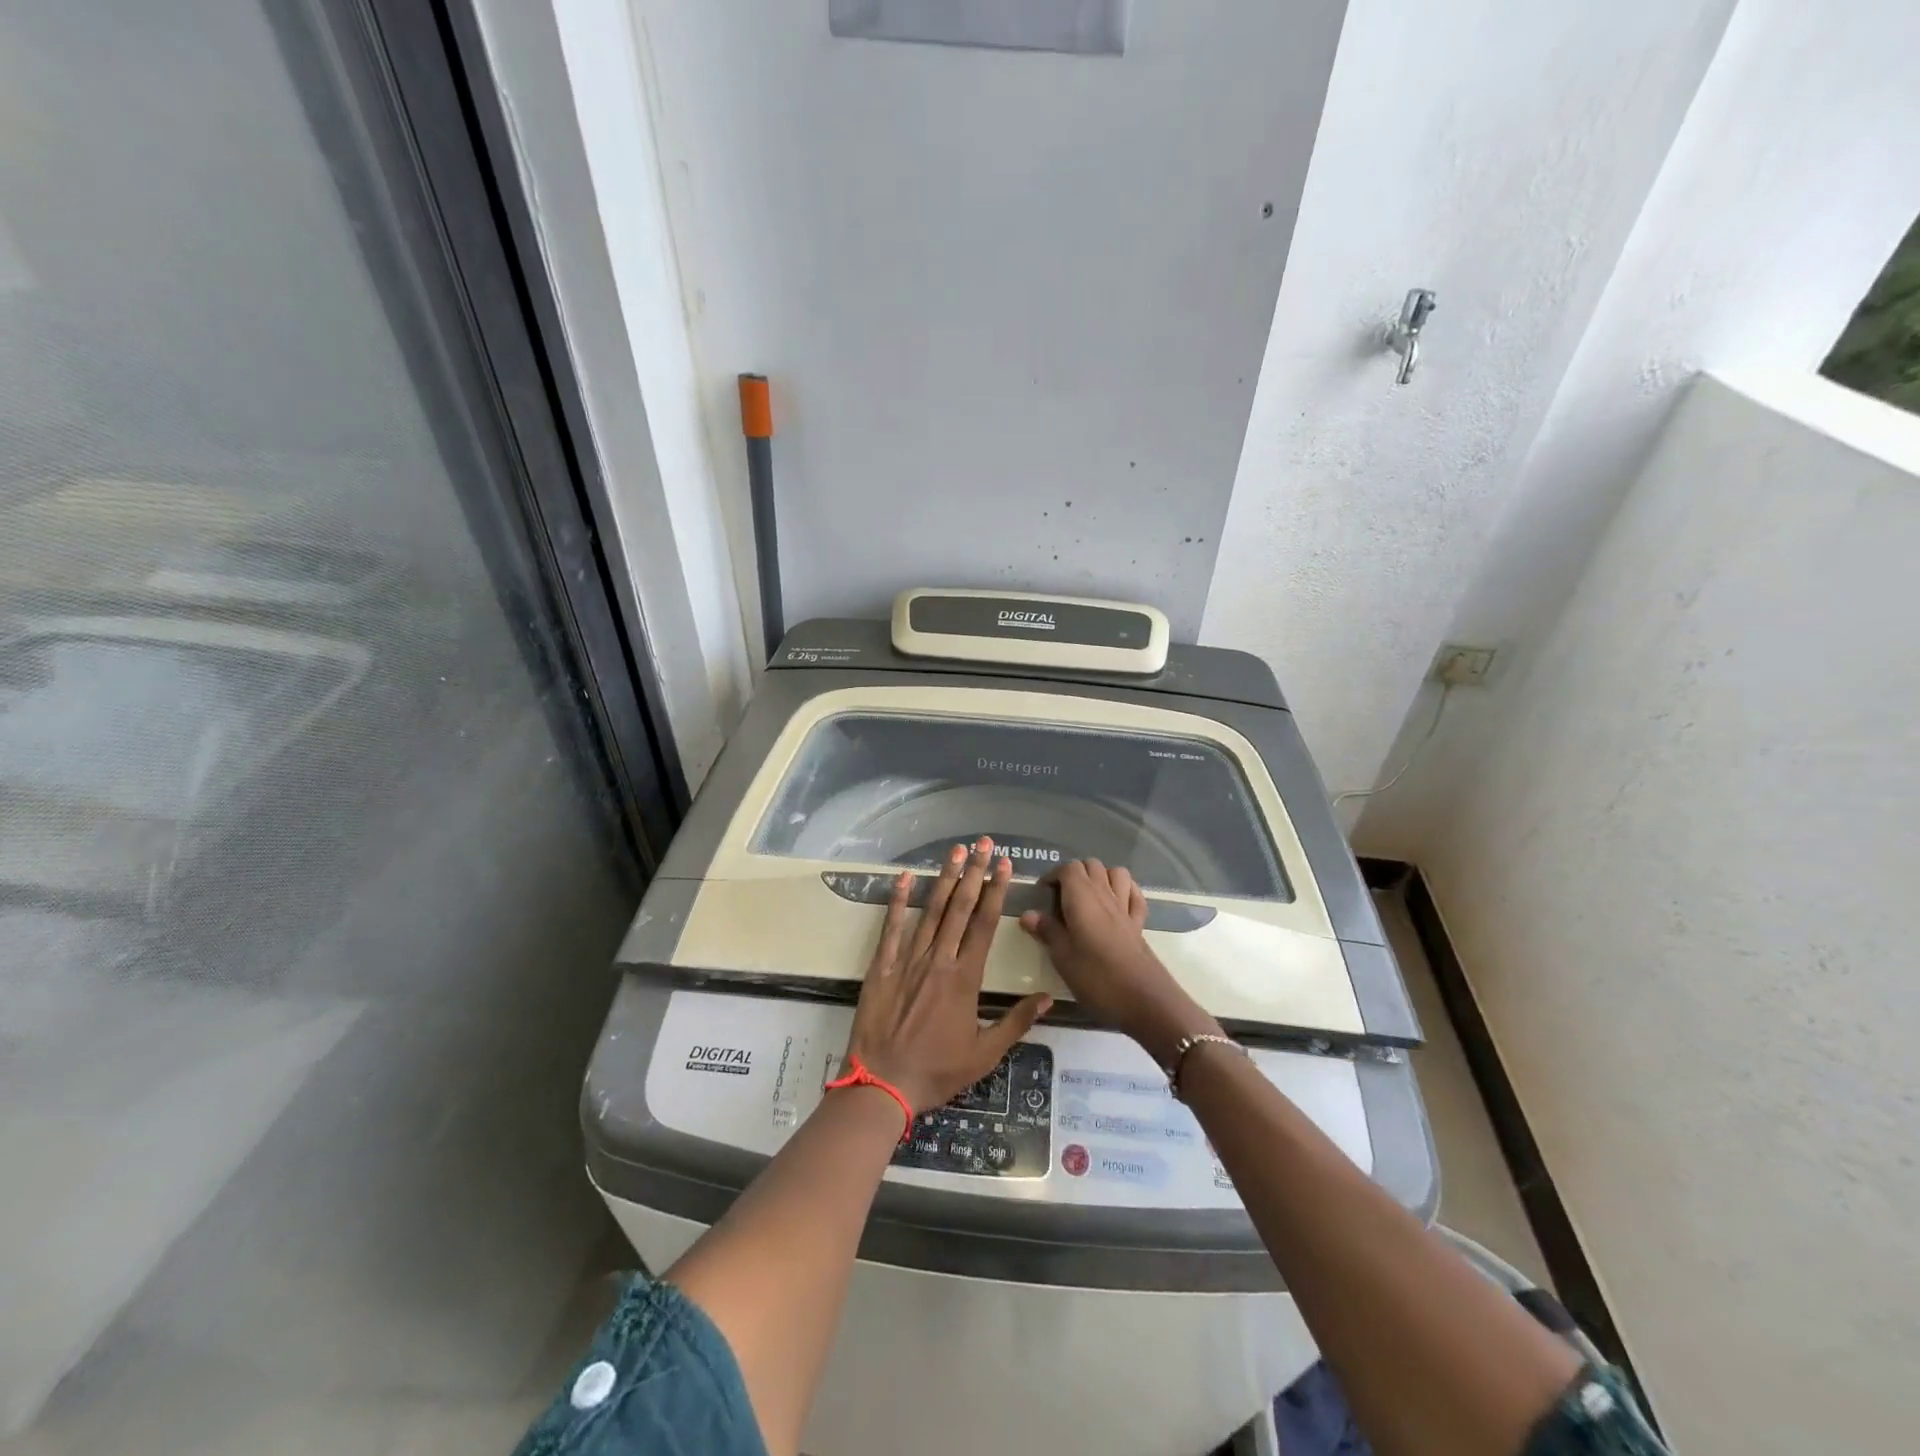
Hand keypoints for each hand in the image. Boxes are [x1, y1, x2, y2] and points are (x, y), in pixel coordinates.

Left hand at [847, 838, 1052, 1113]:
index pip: (985, 925)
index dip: (996, 892)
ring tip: (955, 852)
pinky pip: (891, 928)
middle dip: (974, 874)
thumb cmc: (937, 1071)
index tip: (1004, 866)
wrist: (882, 1085)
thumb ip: (1016, 1022)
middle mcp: (939, 961)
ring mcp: (907, 961)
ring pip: (931, 911)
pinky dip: (898, 901)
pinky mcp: (881, 967)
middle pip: (960, 909)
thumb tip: (1048, 997)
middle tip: (983, 844)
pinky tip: (906, 878)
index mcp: (965, 979)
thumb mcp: (985, 1054)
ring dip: (945, 879)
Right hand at [1018, 859, 1219, 1064]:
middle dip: (1074, 874)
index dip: (1052, 876)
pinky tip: (1115, 903)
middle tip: (1060, 897)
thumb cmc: (1096, 977)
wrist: (1143, 999)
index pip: (1067, 869)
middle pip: (1091, 865)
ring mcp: (1125, 907)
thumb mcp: (1062, 957)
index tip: (1042, 894)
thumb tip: (1028, 914)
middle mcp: (1104, 894)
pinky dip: (1124, 890)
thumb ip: (1047, 931)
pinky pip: (1134, 894)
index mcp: (1081, 898)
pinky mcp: (1139, 923)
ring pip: (1116, 873)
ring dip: (1101, 876)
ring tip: (1087, 897)